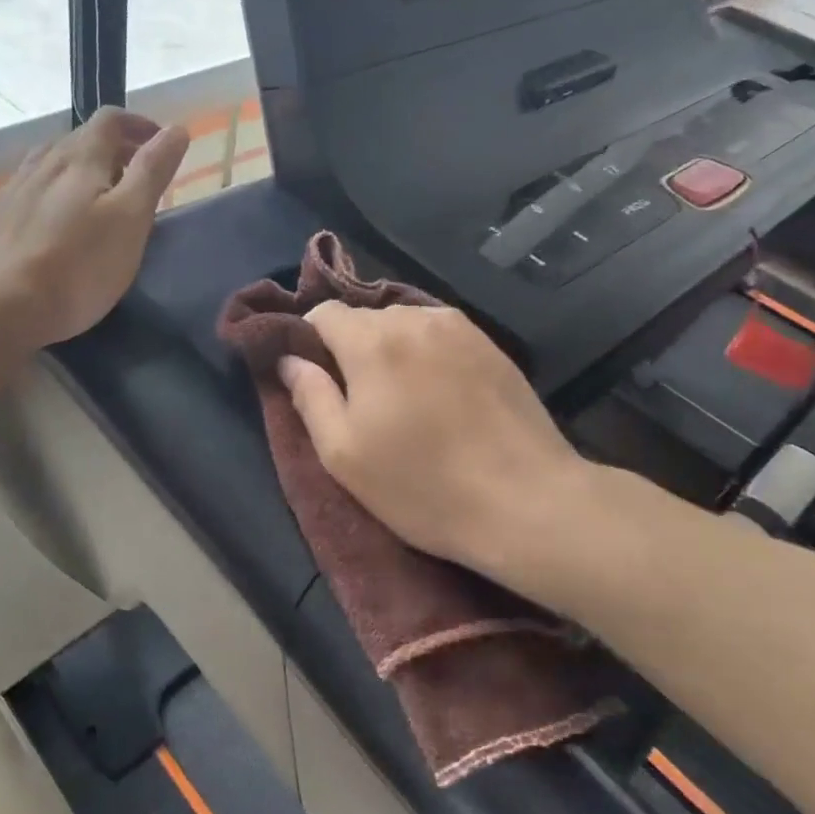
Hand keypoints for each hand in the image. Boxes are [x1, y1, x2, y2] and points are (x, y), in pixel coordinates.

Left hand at [0, 109, 189, 348]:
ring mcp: (11, 190)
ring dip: (79, 172)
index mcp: (80, 158)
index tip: (160, 144)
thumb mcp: (130, 219)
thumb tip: (175, 129)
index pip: (111, 120)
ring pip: (50, 166)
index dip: (139, 125)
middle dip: (113, 151)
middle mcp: (42, 163)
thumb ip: (152, 171)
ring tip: (95, 201)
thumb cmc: (78, 266)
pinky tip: (53, 226)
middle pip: (80, 140)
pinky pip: (27, 193)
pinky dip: (51, 197)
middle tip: (136, 180)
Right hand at [278, 303, 588, 578]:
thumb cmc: (422, 485)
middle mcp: (414, 319)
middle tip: (360, 401)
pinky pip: (438, 335)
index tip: (315, 380)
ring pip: (403, 325)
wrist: (526, 501)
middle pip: (364, 318)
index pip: (322, 312)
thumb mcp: (344, 454)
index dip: (309, 341)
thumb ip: (310, 396)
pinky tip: (439, 396)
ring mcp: (459, 328)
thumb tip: (288, 359)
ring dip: (391, 351)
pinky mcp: (491, 345)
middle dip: (351, 349)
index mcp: (372, 341)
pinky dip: (425, 355)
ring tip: (402, 400)